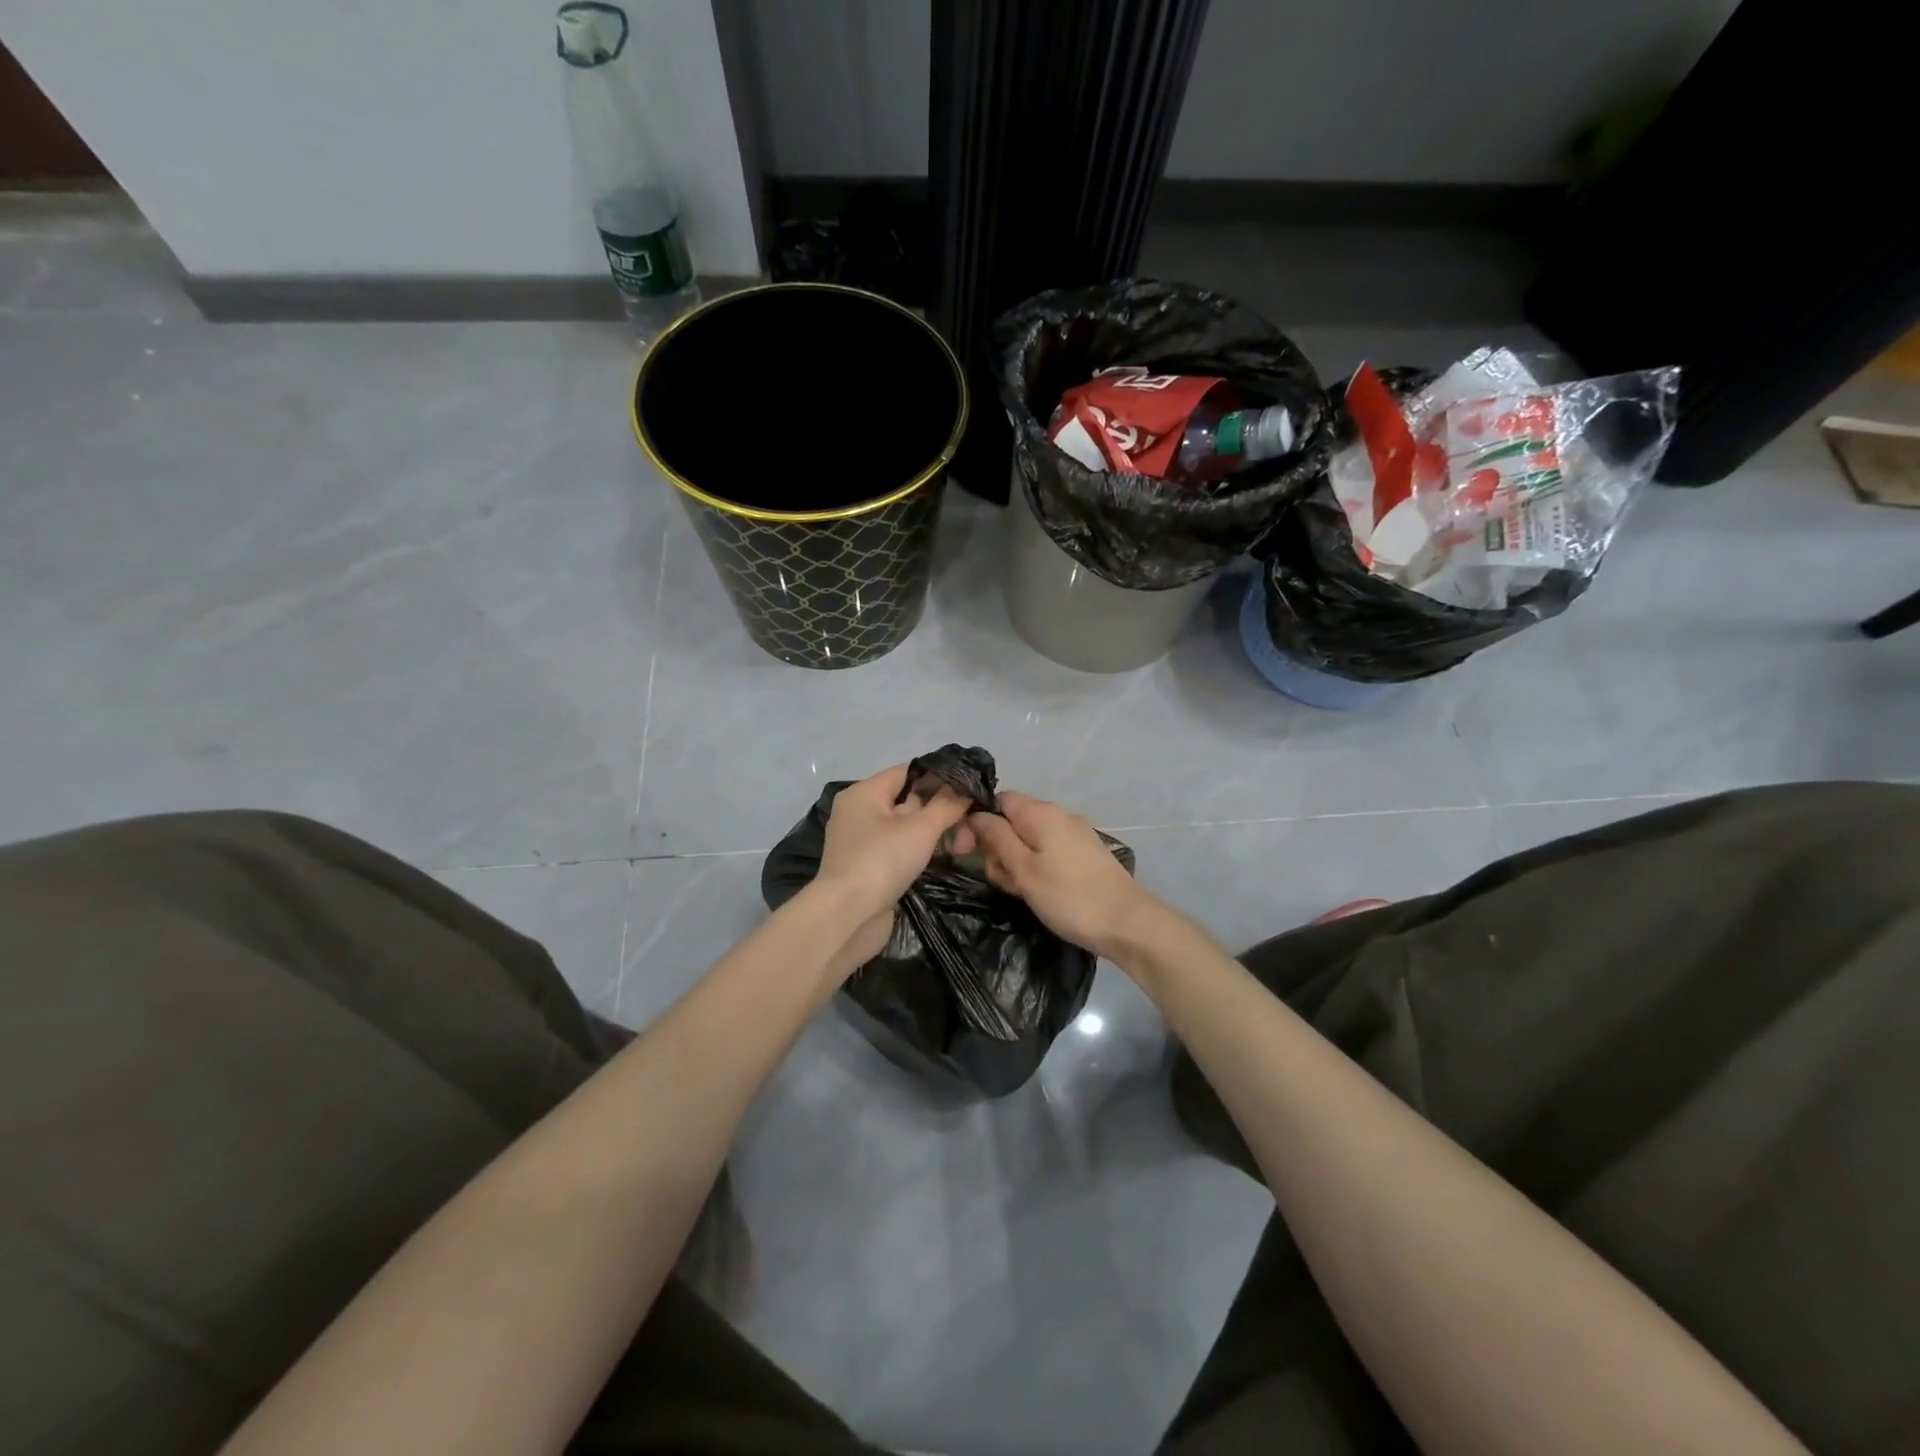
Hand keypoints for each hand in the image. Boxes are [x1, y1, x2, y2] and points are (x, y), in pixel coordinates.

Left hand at [813, 764, 974, 968]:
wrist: (849, 916)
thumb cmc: (882, 861)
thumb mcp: (921, 828)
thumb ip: (947, 804)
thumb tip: (967, 786)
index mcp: (864, 793)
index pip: (908, 771)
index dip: (940, 775)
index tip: (970, 785)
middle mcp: (860, 812)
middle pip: (908, 799)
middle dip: (941, 808)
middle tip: (974, 819)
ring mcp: (863, 841)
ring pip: (906, 826)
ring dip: (935, 832)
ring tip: (966, 841)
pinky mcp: (869, 867)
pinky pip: (900, 848)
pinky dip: (921, 850)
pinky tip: (947, 855)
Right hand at [967, 791, 1157, 960]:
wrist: (1127, 923)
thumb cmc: (1068, 896)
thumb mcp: (1023, 869)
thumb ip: (996, 838)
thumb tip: (976, 815)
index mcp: (1041, 812)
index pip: (998, 800)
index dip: (979, 822)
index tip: (967, 851)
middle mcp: (1059, 815)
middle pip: (1013, 820)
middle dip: (998, 847)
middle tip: (1001, 880)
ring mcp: (1075, 834)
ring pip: (1030, 840)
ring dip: (1016, 862)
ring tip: (1021, 892)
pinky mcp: (1085, 854)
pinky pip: (1048, 852)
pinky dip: (1037, 868)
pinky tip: (1039, 893)